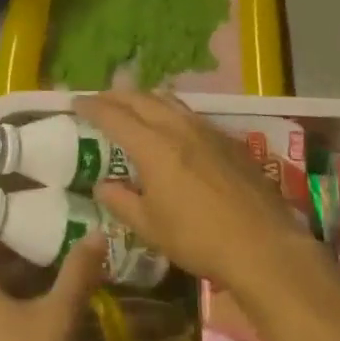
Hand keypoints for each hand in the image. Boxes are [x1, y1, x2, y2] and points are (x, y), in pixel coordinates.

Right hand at [79, 90, 311, 288]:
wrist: (263, 245)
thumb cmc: (198, 238)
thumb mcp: (150, 227)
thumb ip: (121, 202)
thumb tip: (102, 185)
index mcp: (153, 147)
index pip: (115, 116)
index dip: (93, 107)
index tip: (76, 101)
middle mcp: (178, 128)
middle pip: (142, 99)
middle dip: (117, 95)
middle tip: (100, 98)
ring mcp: (207, 131)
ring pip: (169, 101)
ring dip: (146, 98)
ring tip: (134, 103)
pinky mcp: (228, 140)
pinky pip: (190, 114)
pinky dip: (170, 111)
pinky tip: (173, 126)